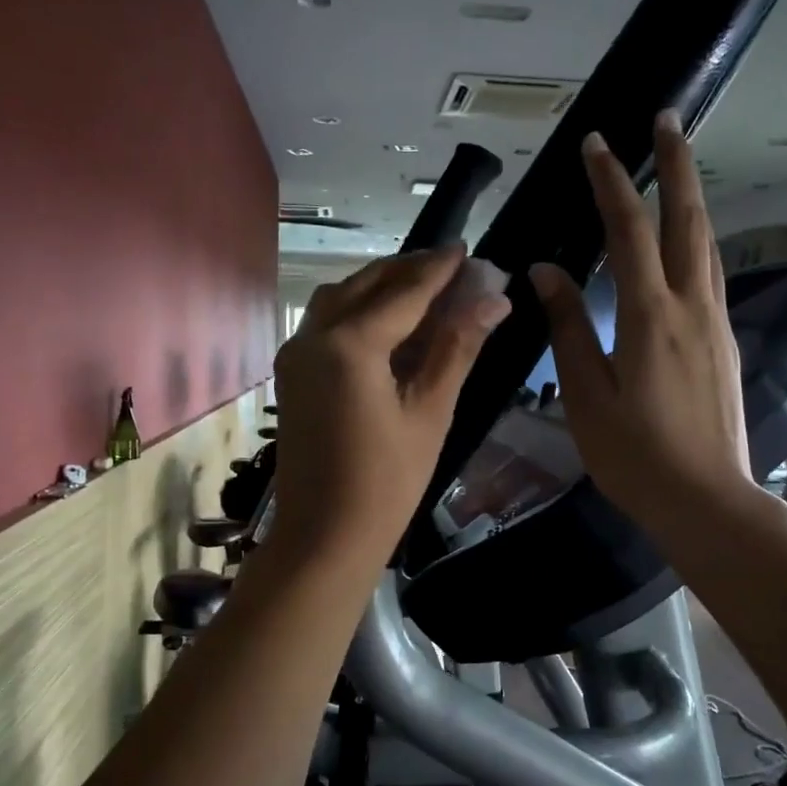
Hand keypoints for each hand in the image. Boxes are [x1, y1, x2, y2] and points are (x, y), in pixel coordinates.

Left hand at [270, 245, 510, 567]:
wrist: (324, 536)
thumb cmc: (387, 482)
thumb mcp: (430, 412)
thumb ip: (456, 348)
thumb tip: (495, 300)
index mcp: (350, 344)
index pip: (403, 292)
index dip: (438, 269)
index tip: (466, 248)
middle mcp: (313, 337)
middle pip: (365, 285)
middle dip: (407, 271)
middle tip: (448, 267)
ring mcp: (295, 355)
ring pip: (339, 300)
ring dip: (378, 287)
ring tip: (420, 290)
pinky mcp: (291, 375)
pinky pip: (325, 325)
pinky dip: (357, 312)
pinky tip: (386, 324)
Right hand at [530, 111, 757, 543]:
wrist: (706, 500)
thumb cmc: (635, 455)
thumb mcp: (586, 394)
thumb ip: (568, 328)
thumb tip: (546, 271)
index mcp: (651, 316)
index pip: (630, 230)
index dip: (611, 183)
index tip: (597, 143)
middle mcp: (692, 307)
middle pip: (689, 220)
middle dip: (676, 166)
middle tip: (666, 120)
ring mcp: (716, 324)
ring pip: (708, 244)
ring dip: (692, 198)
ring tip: (677, 166)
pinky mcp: (724, 343)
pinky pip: (712, 274)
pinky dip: (697, 240)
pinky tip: (687, 242)